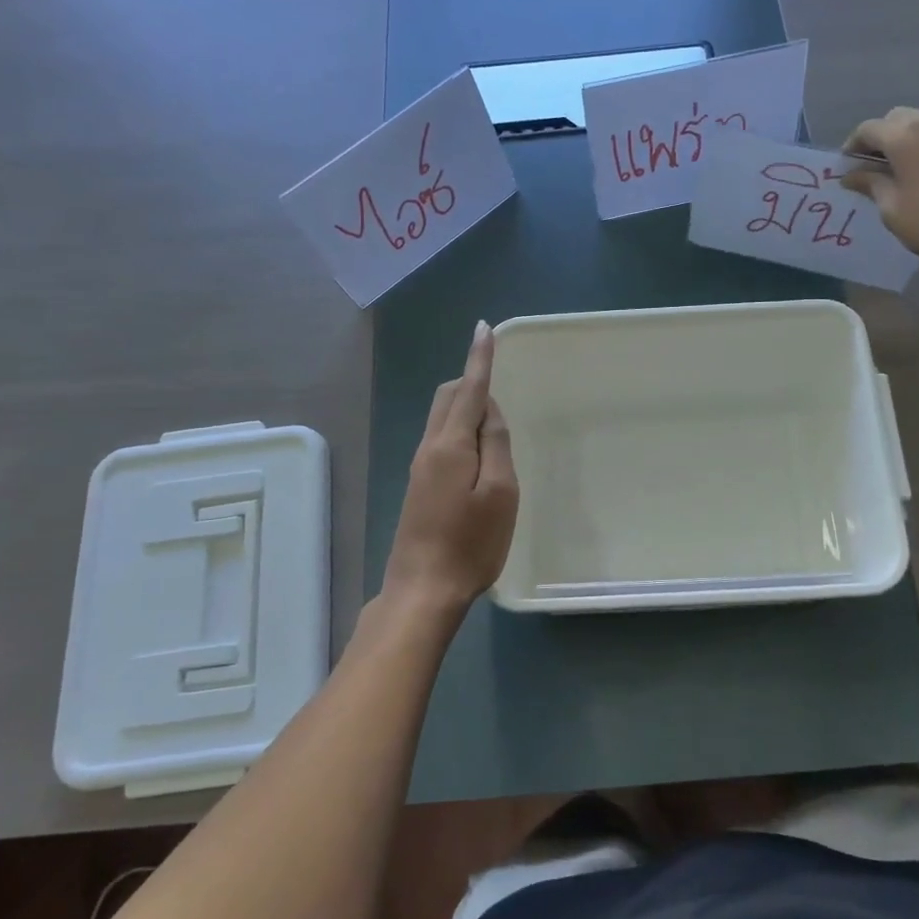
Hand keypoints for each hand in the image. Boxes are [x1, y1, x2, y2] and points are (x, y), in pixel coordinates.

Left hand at [381, 321, 519, 620]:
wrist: (423, 590)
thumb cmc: (471, 543)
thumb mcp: (499, 493)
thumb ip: (495, 445)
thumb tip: (487, 409)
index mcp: (450, 445)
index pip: (468, 389)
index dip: (479, 358)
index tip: (484, 328)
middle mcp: (429, 447)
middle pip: (447, 397)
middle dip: (471, 380)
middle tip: (500, 385)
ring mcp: (420, 467)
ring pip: (441, 418)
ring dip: (465, 406)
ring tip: (494, 421)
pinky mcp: (419, 486)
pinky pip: (440, 439)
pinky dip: (459, 429)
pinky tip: (476, 452)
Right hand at [839, 108, 918, 276]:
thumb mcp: (891, 208)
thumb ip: (870, 184)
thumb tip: (852, 175)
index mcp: (905, 137)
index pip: (868, 129)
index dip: (852, 146)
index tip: (846, 167)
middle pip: (898, 119)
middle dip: (881, 138)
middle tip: (872, 166)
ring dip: (908, 141)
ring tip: (903, 171)